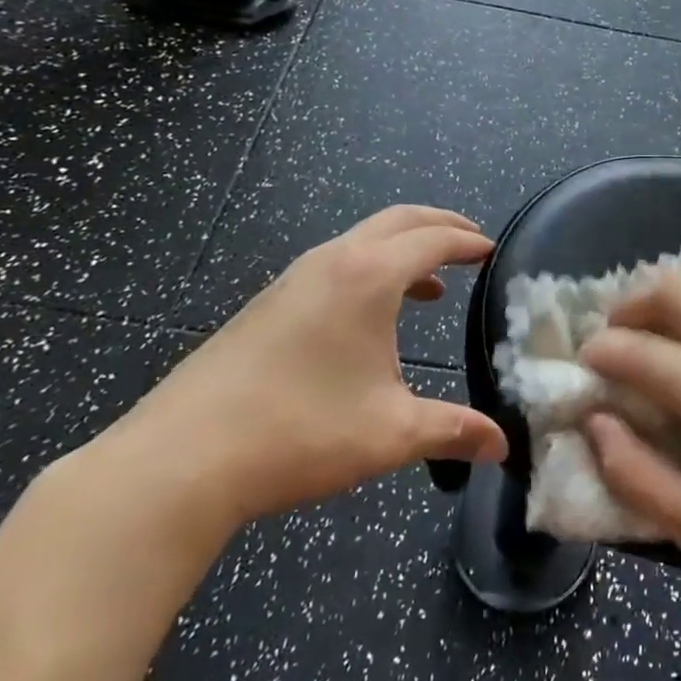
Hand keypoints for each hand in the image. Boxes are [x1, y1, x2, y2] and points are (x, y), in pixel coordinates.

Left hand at [107, 206, 508, 529]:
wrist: (179, 459)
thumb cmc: (300, 433)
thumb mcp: (391, 433)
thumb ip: (453, 431)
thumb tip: (501, 446)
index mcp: (368, 277)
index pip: (432, 239)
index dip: (467, 241)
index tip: (492, 250)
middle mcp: (331, 262)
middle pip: (397, 220)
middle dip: (439, 224)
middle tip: (470, 242)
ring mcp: (292, 280)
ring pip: (360, 240)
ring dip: (401, 249)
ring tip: (428, 284)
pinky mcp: (266, 305)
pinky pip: (334, 265)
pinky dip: (369, 270)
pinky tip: (368, 318)